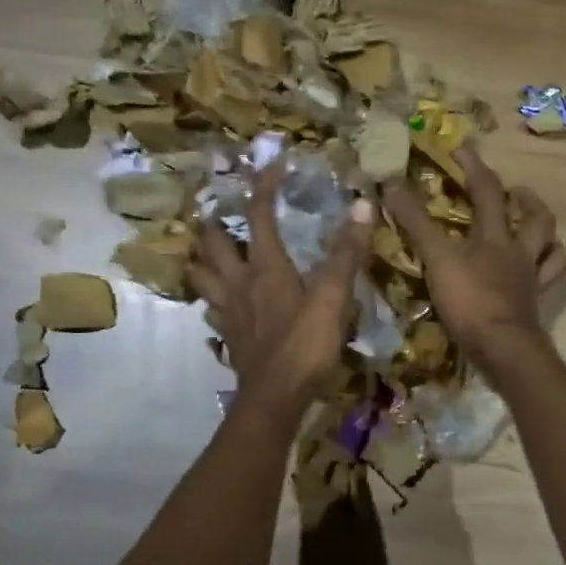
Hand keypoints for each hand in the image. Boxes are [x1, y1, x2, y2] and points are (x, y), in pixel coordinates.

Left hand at [190, 165, 375, 415]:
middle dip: (214, 222)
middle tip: (220, 212)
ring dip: (203, 259)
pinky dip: (213, 299)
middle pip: (213, 243)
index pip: (258, 214)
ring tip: (210, 252)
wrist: (275, 399)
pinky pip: (212, 310)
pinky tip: (222, 304)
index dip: (264, 186)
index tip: (273, 165)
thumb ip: (347, 252)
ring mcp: (229, 312)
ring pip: (202, 276)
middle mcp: (239, 283)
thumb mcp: (334, 297)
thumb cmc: (305, 345)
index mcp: (265, 267)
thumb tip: (363, 204)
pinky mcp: (229, 337)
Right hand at [383, 144, 565, 375]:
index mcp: (496, 236)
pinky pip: (550, 281)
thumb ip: (416, 224)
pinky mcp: (535, 304)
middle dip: (525, 199)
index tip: (461, 148)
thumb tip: (390, 185)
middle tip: (514, 191)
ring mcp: (531, 279)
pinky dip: (549, 270)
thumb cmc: (470, 301)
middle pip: (536, 218)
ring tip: (534, 228)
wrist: (503, 349)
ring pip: (552, 248)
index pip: (487, 190)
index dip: (474, 166)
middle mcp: (520, 252)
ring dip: (546, 234)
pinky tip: (539, 270)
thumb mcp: (437, 259)